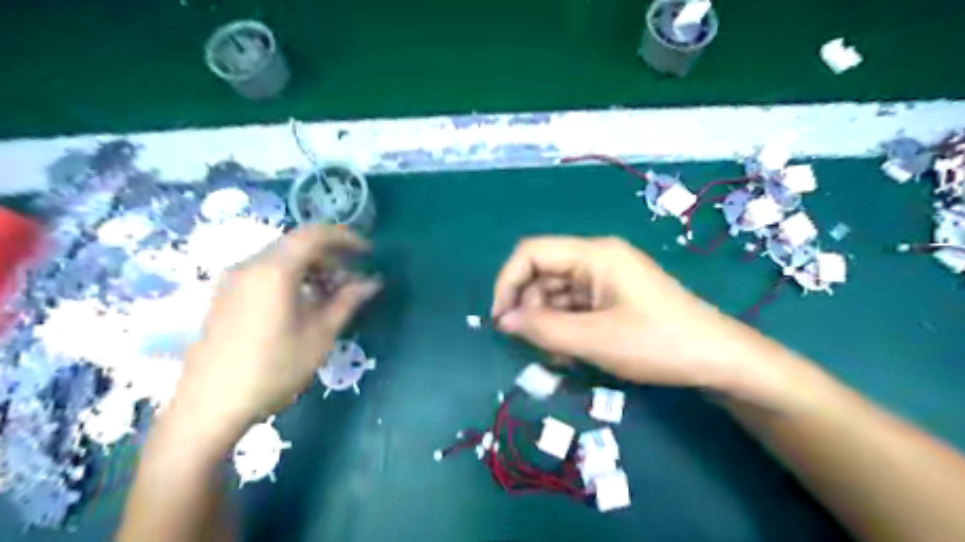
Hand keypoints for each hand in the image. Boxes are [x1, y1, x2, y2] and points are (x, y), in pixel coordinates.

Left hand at [171, 225, 383, 435]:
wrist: (208, 408)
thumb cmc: (272, 370)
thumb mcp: (319, 335)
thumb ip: (347, 301)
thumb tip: (372, 282)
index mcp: (273, 270)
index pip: (314, 235)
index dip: (346, 238)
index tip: (368, 252)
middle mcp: (250, 266)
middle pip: (297, 245)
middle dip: (331, 257)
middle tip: (354, 281)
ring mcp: (233, 281)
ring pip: (282, 259)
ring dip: (313, 269)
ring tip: (333, 295)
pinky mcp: (226, 296)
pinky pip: (266, 273)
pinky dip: (293, 278)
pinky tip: (304, 304)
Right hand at [490, 236, 768, 390]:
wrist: (718, 360)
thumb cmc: (657, 343)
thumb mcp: (594, 339)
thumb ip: (543, 328)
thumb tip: (503, 321)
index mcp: (593, 254)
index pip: (531, 253)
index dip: (508, 282)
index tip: (501, 320)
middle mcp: (596, 259)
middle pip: (543, 275)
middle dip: (531, 310)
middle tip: (537, 348)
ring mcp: (606, 278)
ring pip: (557, 294)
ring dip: (549, 324)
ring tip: (561, 358)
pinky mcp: (613, 297)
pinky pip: (575, 306)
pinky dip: (566, 328)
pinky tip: (573, 353)